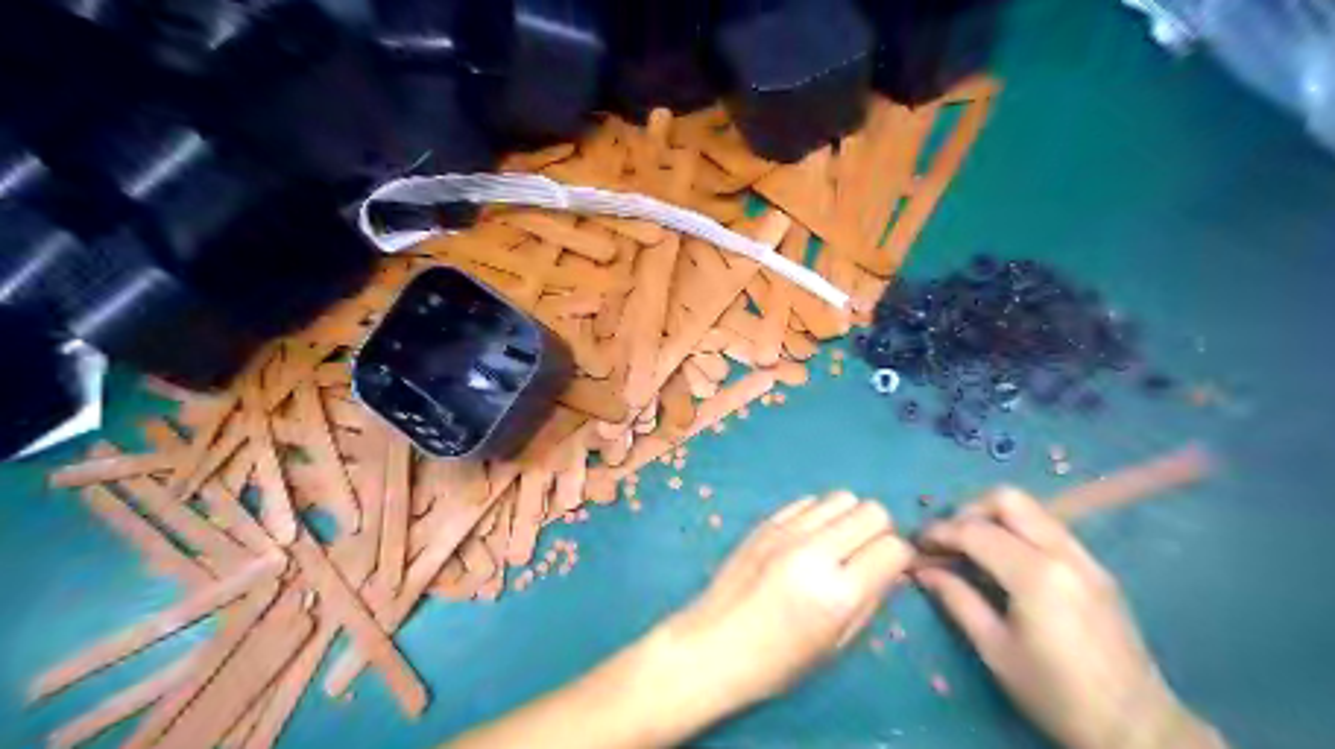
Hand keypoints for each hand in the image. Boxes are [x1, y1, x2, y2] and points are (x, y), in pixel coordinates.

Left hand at [660, 495, 912, 709]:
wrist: (713, 645)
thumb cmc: (778, 661)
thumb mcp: (836, 644)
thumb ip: (870, 599)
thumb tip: (891, 566)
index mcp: (838, 593)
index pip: (893, 548)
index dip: (898, 558)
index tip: (889, 570)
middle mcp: (815, 552)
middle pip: (872, 511)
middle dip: (878, 531)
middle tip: (864, 554)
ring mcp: (786, 531)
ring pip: (842, 497)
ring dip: (849, 518)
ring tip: (836, 543)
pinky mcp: (765, 522)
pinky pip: (808, 501)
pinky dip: (818, 515)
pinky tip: (807, 538)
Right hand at [919, 488, 1216, 748]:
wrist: (1138, 728)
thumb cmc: (1056, 694)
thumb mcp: (995, 650)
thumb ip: (956, 600)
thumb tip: (922, 570)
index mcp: (1036, 575)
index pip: (975, 530)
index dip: (939, 532)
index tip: (916, 544)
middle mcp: (1063, 553)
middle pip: (1008, 499)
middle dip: (968, 511)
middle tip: (948, 540)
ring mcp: (1086, 558)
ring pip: (1032, 509)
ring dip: (994, 518)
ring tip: (971, 549)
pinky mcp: (1096, 568)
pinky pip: (1049, 529)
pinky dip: (1018, 531)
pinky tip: (1005, 562)